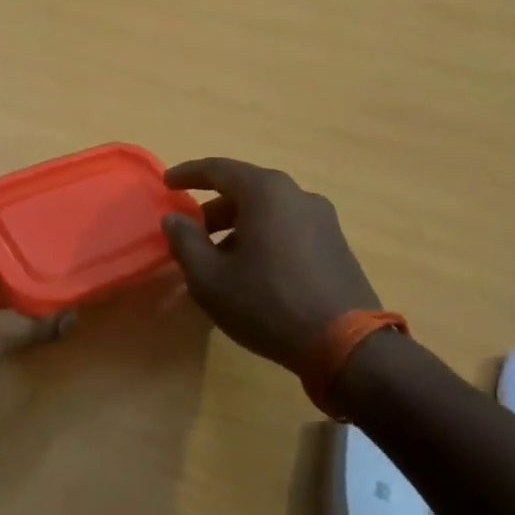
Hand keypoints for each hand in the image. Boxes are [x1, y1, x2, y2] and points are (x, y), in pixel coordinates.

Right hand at [159, 157, 380, 376]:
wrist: (347, 345)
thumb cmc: (267, 303)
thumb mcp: (209, 278)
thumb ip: (185, 241)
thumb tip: (174, 218)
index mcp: (265, 192)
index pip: (218, 169)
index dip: (188, 174)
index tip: (167, 183)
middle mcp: (297, 195)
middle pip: (246, 189)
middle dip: (214, 207)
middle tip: (191, 230)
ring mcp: (323, 220)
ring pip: (268, 211)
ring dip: (239, 226)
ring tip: (219, 258)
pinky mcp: (337, 245)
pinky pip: (288, 228)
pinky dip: (263, 237)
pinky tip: (253, 270)